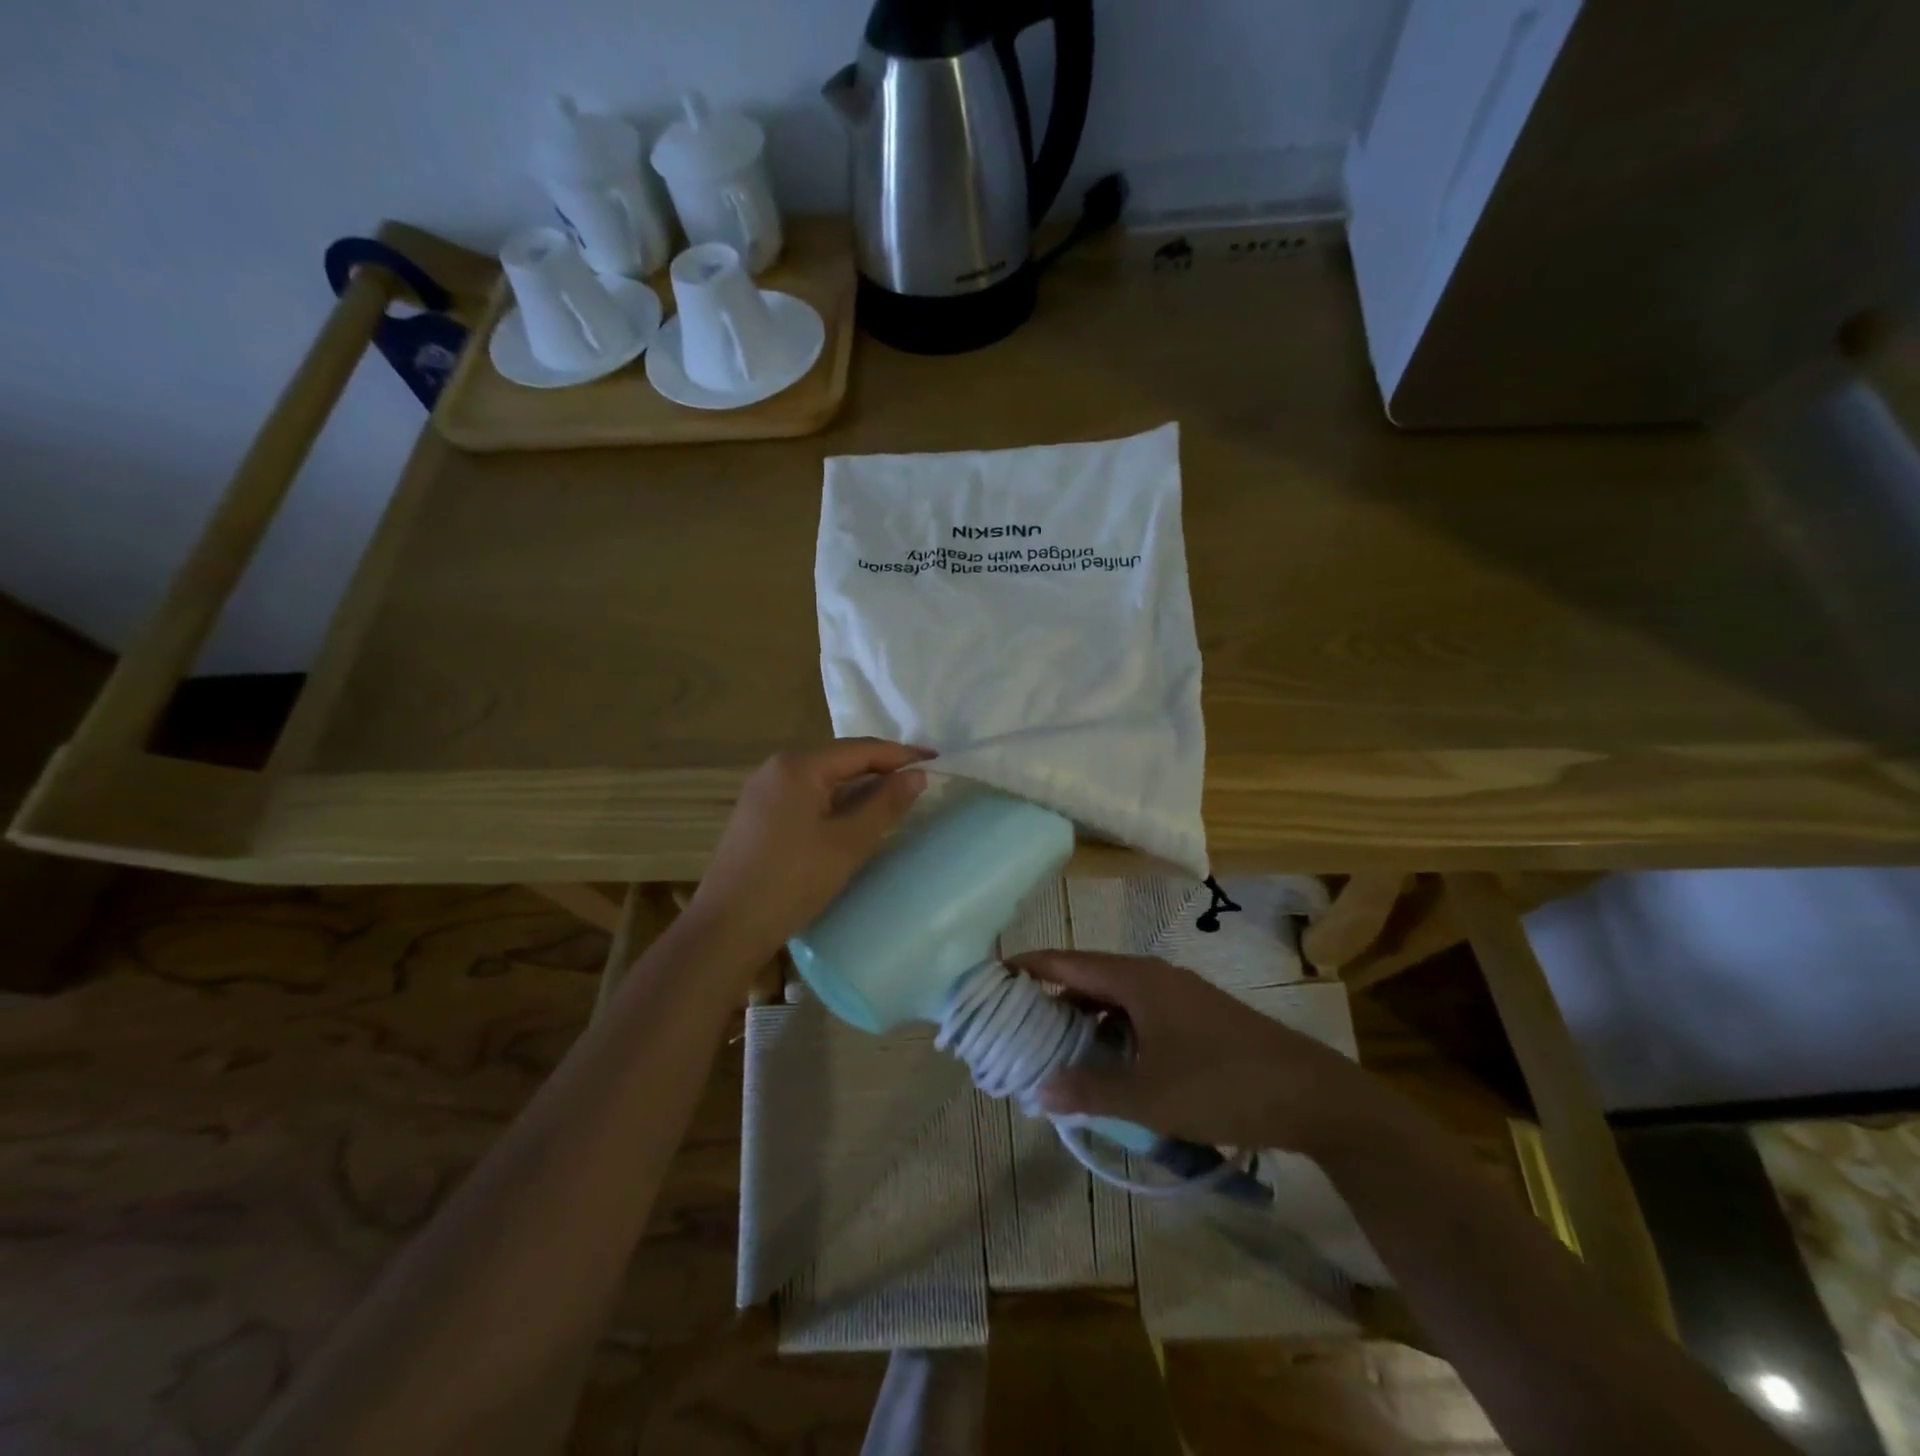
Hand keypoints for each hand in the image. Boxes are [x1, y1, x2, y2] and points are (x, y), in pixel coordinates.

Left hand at [685, 739, 934, 960]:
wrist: (726, 927)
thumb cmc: (792, 882)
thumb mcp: (848, 843)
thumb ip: (885, 804)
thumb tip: (916, 776)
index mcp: (798, 766)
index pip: (860, 749)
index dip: (901, 754)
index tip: (935, 759)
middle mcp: (776, 768)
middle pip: (839, 758)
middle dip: (879, 767)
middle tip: (917, 780)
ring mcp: (762, 790)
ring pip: (822, 777)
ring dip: (857, 785)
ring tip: (891, 798)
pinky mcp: (757, 813)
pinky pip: (805, 794)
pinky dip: (834, 800)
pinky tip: (850, 817)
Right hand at [1011, 951, 1381, 1154]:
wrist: (1312, 1095)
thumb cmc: (1223, 1085)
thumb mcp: (1149, 1097)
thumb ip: (1090, 1092)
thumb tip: (1038, 1091)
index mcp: (1135, 979)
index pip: (1066, 963)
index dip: (1028, 967)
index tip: (991, 977)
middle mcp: (1152, 976)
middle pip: (1087, 977)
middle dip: (1049, 999)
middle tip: (1013, 1024)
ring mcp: (1177, 995)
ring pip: (1114, 998)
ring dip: (1082, 1019)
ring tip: (1052, 1048)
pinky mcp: (1195, 1017)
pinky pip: (1137, 1013)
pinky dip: (1112, 1031)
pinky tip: (1107, 1063)